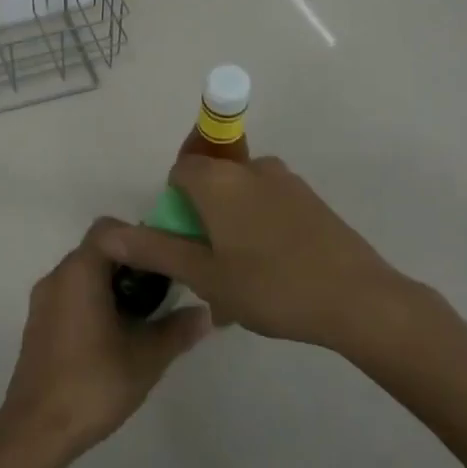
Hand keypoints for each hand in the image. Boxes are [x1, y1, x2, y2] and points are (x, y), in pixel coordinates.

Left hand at [0, 222, 212, 461]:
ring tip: (145, 314)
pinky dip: (95, 300)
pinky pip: (72, 294)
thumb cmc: (92, 384)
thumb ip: (177, 330)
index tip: (166, 261)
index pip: (109, 229)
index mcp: (79, 272)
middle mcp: (57, 276)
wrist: (36, 429)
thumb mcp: (145, 358)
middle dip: (132, 262)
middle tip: (163, 289)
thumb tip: (206, 314)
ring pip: (84, 273)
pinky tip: (117, 333)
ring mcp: (44, 300)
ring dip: (114, 283)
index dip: (140, 237)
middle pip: (98, 249)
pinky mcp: (39, 323)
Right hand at [93, 156, 437, 363]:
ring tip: (242, 284)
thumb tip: (106, 234)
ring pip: (241, 198)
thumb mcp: (204, 275)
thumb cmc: (271, 286)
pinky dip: (260, 231)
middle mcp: (250, 167)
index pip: (179, 172)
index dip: (174, 208)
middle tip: (211, 271)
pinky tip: (273, 276)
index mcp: (219, 179)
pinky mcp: (311, 200)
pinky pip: (269, 206)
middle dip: (203, 222)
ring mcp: (286, 181)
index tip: (185, 247)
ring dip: (232, 230)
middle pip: (210, 183)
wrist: (360, 300)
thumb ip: (154, 250)